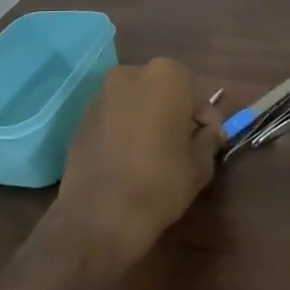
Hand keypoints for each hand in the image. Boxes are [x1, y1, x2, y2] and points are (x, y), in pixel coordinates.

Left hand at [56, 58, 223, 260]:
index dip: (205, 118)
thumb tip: (209, 132)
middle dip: (174, 112)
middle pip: (162, 90)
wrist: (99, 215)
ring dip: (147, 119)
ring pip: (135, 102)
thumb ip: (209, 139)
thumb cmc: (160, 182)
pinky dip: (124, 130)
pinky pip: (113, 117)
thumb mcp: (200, 164)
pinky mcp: (81, 118)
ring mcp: (101, 94)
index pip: (195, 91)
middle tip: (182, 144)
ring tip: (153, 154)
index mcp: (166, 76)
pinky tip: (128, 159)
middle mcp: (131, 74)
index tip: (209, 140)